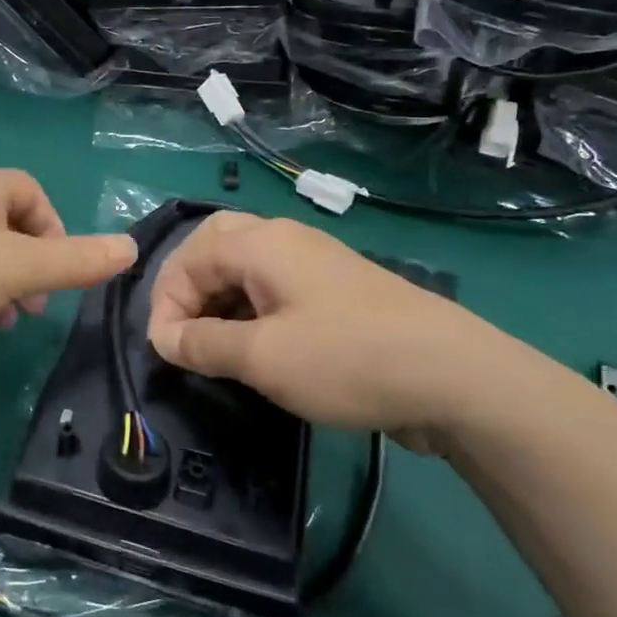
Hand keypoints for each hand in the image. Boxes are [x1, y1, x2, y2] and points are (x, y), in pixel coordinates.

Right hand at [146, 212, 552, 450]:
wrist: (454, 376)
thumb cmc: (346, 359)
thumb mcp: (262, 357)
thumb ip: (203, 344)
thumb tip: (163, 338)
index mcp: (261, 243)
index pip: (189, 257)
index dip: (166, 302)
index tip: (166, 351)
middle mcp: (285, 240)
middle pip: (215, 247)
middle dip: (189, 289)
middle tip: (182, 333)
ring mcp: (315, 263)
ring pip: (246, 268)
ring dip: (219, 301)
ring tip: (214, 347)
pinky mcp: (336, 291)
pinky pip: (274, 288)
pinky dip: (250, 311)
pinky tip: (256, 349)